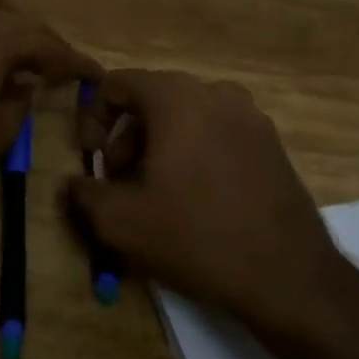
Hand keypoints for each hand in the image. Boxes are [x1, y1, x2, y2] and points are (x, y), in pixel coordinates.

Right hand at [60, 70, 355, 339]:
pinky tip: (197, 198)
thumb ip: (84, 194)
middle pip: (153, 98)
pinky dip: (195, 151)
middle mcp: (216, 92)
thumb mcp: (122, 222)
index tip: (93, 160)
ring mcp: (250, 115)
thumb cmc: (196, 237)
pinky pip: (218, 131)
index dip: (94, 118)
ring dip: (160, 145)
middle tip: (121, 183)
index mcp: (176, 97)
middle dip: (127, 137)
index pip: (118, 83)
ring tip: (157, 193)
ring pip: (187, 116)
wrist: (288, 275)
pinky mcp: (271, 142)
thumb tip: (71, 183)